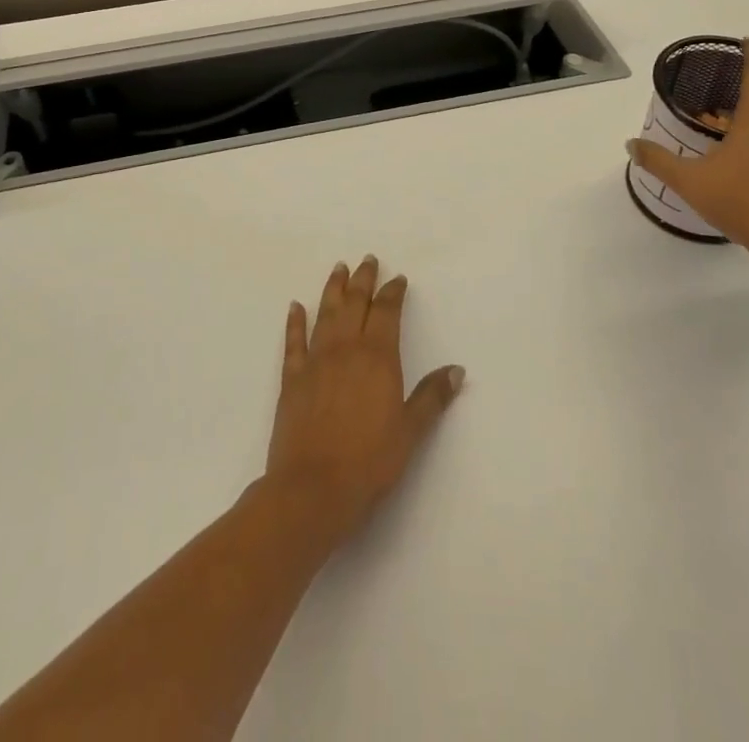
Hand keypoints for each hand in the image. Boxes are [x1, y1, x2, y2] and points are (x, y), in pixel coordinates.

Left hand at [263, 256, 463, 543]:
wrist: (313, 488)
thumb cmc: (369, 462)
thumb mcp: (410, 432)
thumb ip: (432, 397)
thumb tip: (457, 369)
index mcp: (377, 358)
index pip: (386, 313)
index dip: (393, 293)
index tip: (397, 278)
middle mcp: (346, 349)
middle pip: (355, 304)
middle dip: (363, 281)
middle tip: (367, 260)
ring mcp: (316, 361)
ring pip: (326, 314)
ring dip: (333, 290)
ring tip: (338, 269)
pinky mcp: (292, 378)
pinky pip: (293, 342)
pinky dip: (295, 322)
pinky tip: (295, 307)